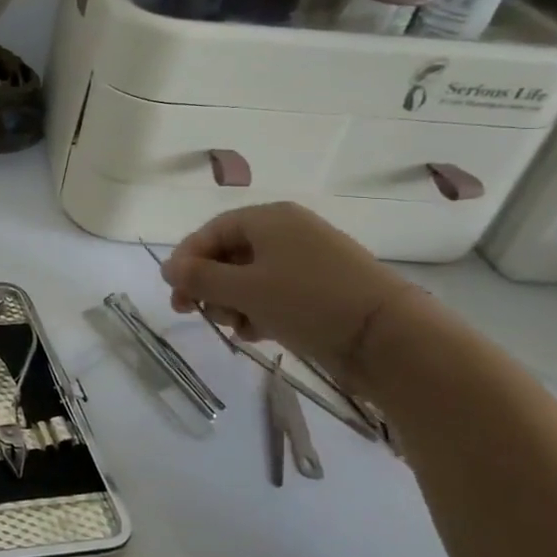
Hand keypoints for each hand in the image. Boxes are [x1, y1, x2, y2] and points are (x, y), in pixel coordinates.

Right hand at [160, 202, 419, 381]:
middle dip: (209, 286)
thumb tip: (167, 269)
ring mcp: (308, 260)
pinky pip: (276, 293)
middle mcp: (287, 232)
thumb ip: (199, 278)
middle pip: (229, 254)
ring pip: (251, 277)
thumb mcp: (243, 290)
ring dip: (232, 302)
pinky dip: (259, 310)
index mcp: (268, 219)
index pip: (210, 232)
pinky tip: (256, 334)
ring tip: (235, 328)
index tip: (175, 293)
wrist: (389, 337)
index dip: (187, 261)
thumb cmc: (307, 301)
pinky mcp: (323, 289)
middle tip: (196, 314)